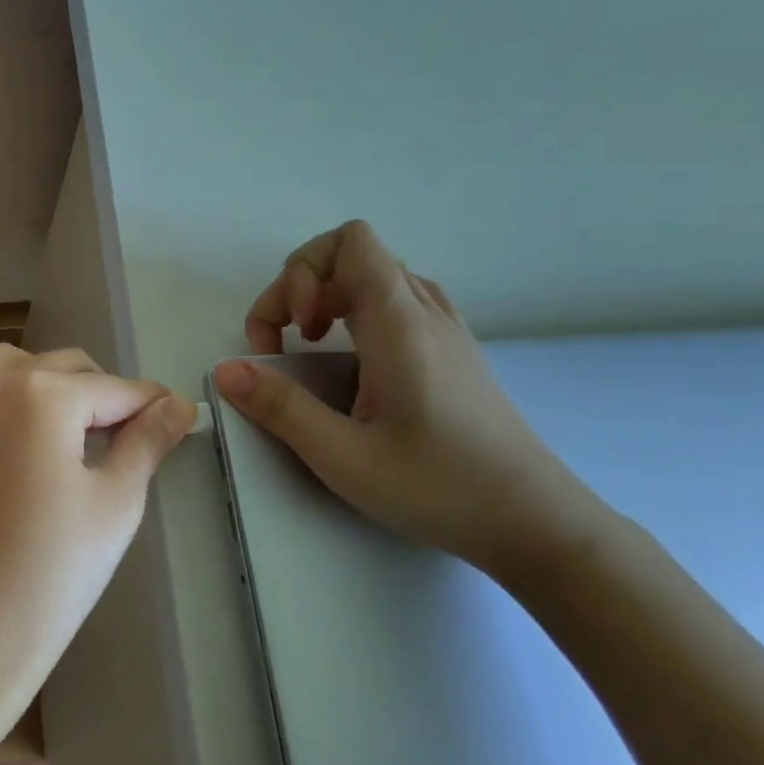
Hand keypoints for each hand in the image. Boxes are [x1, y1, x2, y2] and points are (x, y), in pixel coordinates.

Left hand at [0, 345, 193, 731]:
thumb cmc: (57, 570)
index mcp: (41, 396)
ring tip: (66, 431)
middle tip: (123, 433)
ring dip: (42, 385)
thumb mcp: (117, 501)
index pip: (112, 387)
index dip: (150, 402)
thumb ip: (148, 440)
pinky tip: (14, 468)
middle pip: (59, 367)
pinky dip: (1, 420)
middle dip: (98, 391)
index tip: (175, 413)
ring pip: (4, 372)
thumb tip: (179, 403)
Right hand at [213, 221, 611, 577]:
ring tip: (310, 347)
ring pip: (375, 277)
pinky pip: (396, 302)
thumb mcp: (344, 458)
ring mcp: (445, 329)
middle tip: (282, 346)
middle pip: (353, 255)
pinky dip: (356, 315)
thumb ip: (280, 408)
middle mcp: (425, 312)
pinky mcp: (452, 352)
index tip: (295, 330)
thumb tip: (226, 371)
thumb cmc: (440, 488)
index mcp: (400, 323)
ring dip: (328, 299)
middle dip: (301, 288)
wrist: (537, 523)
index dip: (305, 270)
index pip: (349, 241)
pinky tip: (350, 365)